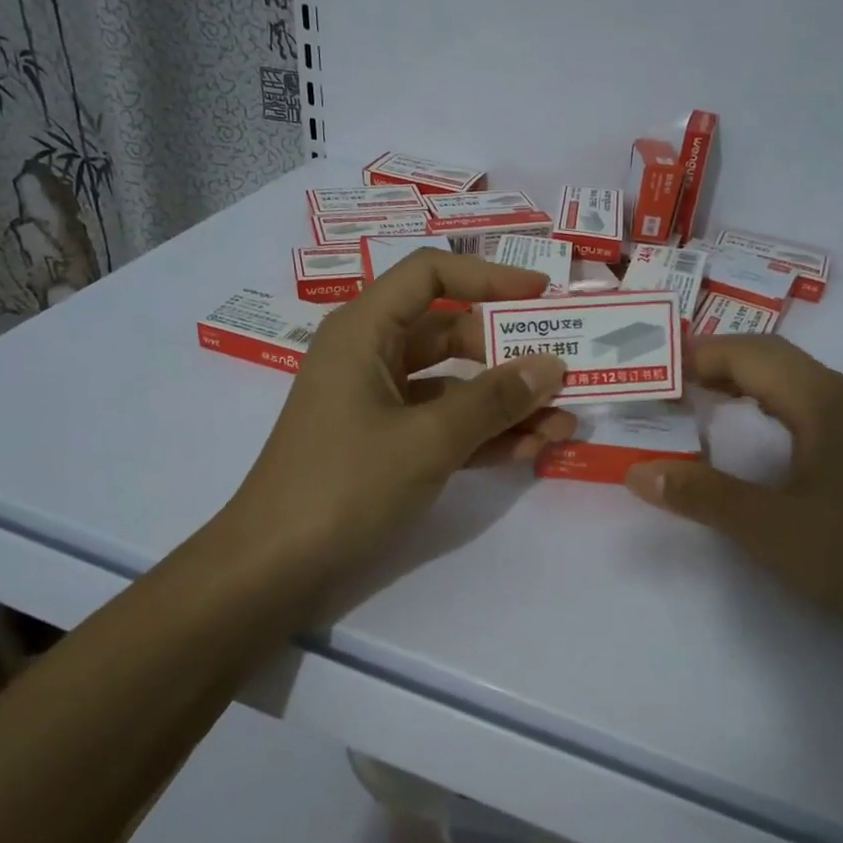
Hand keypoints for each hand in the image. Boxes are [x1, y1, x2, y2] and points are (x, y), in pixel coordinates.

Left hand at [212, 250, 571, 615]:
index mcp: (365, 331)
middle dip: (510, 353)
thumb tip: (552, 366)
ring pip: (453, 385)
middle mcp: (371, 356)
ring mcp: (378, 403)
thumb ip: (492, 401)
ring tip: (564, 422)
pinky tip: (532, 449)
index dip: (489, 277)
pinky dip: (482, 434)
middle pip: (450, 332)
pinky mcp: (385, 444)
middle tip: (567, 370)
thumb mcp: (426, 439)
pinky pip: (443, 425)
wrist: (274, 568)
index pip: (430, 274)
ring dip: (506, 402)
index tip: (543, 297)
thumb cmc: (343, 485)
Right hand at [625, 335, 842, 629]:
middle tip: (667, 389)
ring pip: (791, 382)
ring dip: (742, 385)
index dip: (695, 355)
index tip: (652, 373)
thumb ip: (703, 497)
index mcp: (821, 400)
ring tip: (698, 409)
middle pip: (770, 358)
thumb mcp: (772, 529)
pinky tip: (755, 444)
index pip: (748, 352)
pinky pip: (807, 408)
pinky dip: (767, 409)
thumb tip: (639, 473)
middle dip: (714, 365)